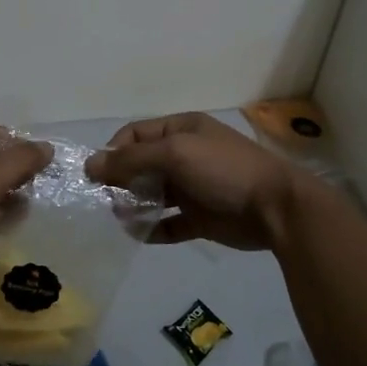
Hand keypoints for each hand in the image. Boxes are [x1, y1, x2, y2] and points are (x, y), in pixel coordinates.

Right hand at [86, 112, 310, 250]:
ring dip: (133, 205)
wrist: (275, 208)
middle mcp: (185, 156)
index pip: (136, 134)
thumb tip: (91, 164)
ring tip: (121, 216)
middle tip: (107, 198)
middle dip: (122, 180)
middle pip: (142, 165)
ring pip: (153, 195)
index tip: (97, 175)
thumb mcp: (175, 153)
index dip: (115, 151)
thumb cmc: (223, 170)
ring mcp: (193, 188)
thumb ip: (132, 159)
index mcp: (182, 130)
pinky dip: (152, 229)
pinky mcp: (200, 218)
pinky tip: (139, 234)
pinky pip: (168, 223)